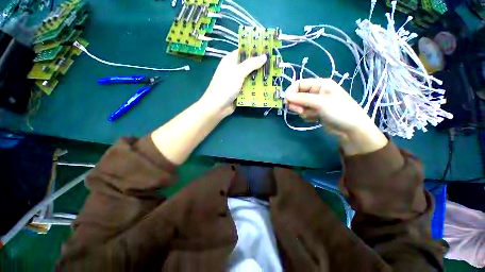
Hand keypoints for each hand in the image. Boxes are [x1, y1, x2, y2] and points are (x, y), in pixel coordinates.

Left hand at [199, 50, 266, 116]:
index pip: (243, 52)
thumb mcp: (238, 72)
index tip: (267, 51)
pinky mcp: (239, 91)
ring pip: (250, 77)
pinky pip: (249, 87)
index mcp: (230, 61)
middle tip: (273, 65)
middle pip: (248, 65)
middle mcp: (233, 70)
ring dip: (258, 78)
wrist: (218, 106)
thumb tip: (264, 56)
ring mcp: (236, 82)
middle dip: (259, 66)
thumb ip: (251, 64)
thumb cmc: (226, 86)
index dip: (254, 51)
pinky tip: (266, 87)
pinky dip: (255, 87)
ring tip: (272, 76)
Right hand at [285, 78, 387, 154]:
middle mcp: (317, 92)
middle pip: (298, 95)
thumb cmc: (339, 111)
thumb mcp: (320, 102)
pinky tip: (314, 119)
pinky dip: (307, 116)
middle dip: (297, 104)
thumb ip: (302, 98)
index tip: (286, 101)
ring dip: (303, 111)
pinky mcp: (315, 112)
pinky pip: (304, 112)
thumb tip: (286, 96)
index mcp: (320, 84)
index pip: (299, 84)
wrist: (351, 129)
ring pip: (300, 105)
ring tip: (312, 115)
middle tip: (300, 111)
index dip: (291, 92)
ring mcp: (316, 103)